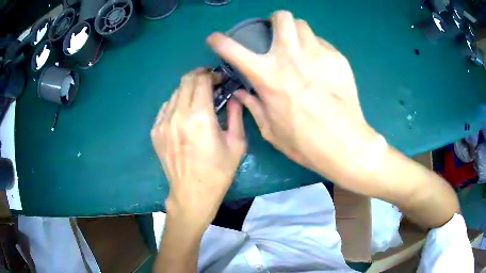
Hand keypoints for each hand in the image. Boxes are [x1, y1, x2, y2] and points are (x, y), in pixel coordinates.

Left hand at [151, 68, 245, 230]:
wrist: (192, 193)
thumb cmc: (218, 172)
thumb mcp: (236, 144)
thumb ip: (236, 114)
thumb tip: (234, 96)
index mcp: (200, 117)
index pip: (201, 80)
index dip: (211, 74)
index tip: (219, 78)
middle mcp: (178, 115)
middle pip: (185, 81)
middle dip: (199, 76)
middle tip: (209, 82)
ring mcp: (163, 123)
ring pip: (174, 93)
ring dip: (187, 90)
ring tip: (197, 99)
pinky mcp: (155, 131)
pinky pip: (165, 107)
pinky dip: (176, 103)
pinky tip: (184, 113)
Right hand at [207, 11, 384, 186]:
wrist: (344, 145)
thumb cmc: (304, 143)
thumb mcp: (271, 130)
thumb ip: (253, 106)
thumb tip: (240, 92)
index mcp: (268, 76)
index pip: (233, 50)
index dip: (219, 41)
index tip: (215, 39)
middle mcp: (290, 57)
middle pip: (282, 17)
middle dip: (275, 20)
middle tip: (277, 33)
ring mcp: (317, 54)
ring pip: (303, 25)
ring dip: (296, 32)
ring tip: (299, 47)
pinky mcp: (338, 59)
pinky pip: (322, 43)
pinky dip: (316, 49)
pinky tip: (321, 66)